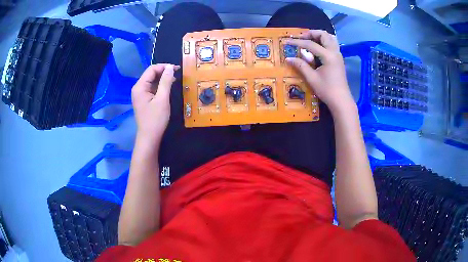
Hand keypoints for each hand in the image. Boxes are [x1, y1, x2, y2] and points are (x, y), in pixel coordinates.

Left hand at [131, 64, 179, 144]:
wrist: (149, 138)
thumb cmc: (155, 119)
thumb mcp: (162, 99)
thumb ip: (166, 82)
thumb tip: (170, 67)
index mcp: (140, 87)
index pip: (151, 69)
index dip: (164, 67)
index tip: (177, 69)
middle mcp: (138, 88)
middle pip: (151, 74)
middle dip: (163, 72)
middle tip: (177, 74)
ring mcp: (140, 95)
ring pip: (152, 81)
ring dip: (162, 79)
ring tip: (174, 81)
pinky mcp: (143, 100)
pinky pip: (152, 88)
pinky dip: (160, 86)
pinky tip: (168, 88)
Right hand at [285, 30, 353, 113]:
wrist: (341, 101)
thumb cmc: (327, 90)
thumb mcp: (312, 78)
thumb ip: (301, 66)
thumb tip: (288, 58)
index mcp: (328, 56)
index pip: (311, 44)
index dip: (298, 42)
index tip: (287, 41)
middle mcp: (335, 52)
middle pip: (324, 35)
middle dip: (311, 33)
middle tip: (301, 38)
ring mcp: (338, 55)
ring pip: (330, 37)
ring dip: (319, 36)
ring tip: (309, 40)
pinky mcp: (339, 59)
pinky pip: (333, 44)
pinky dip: (324, 41)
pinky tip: (317, 48)